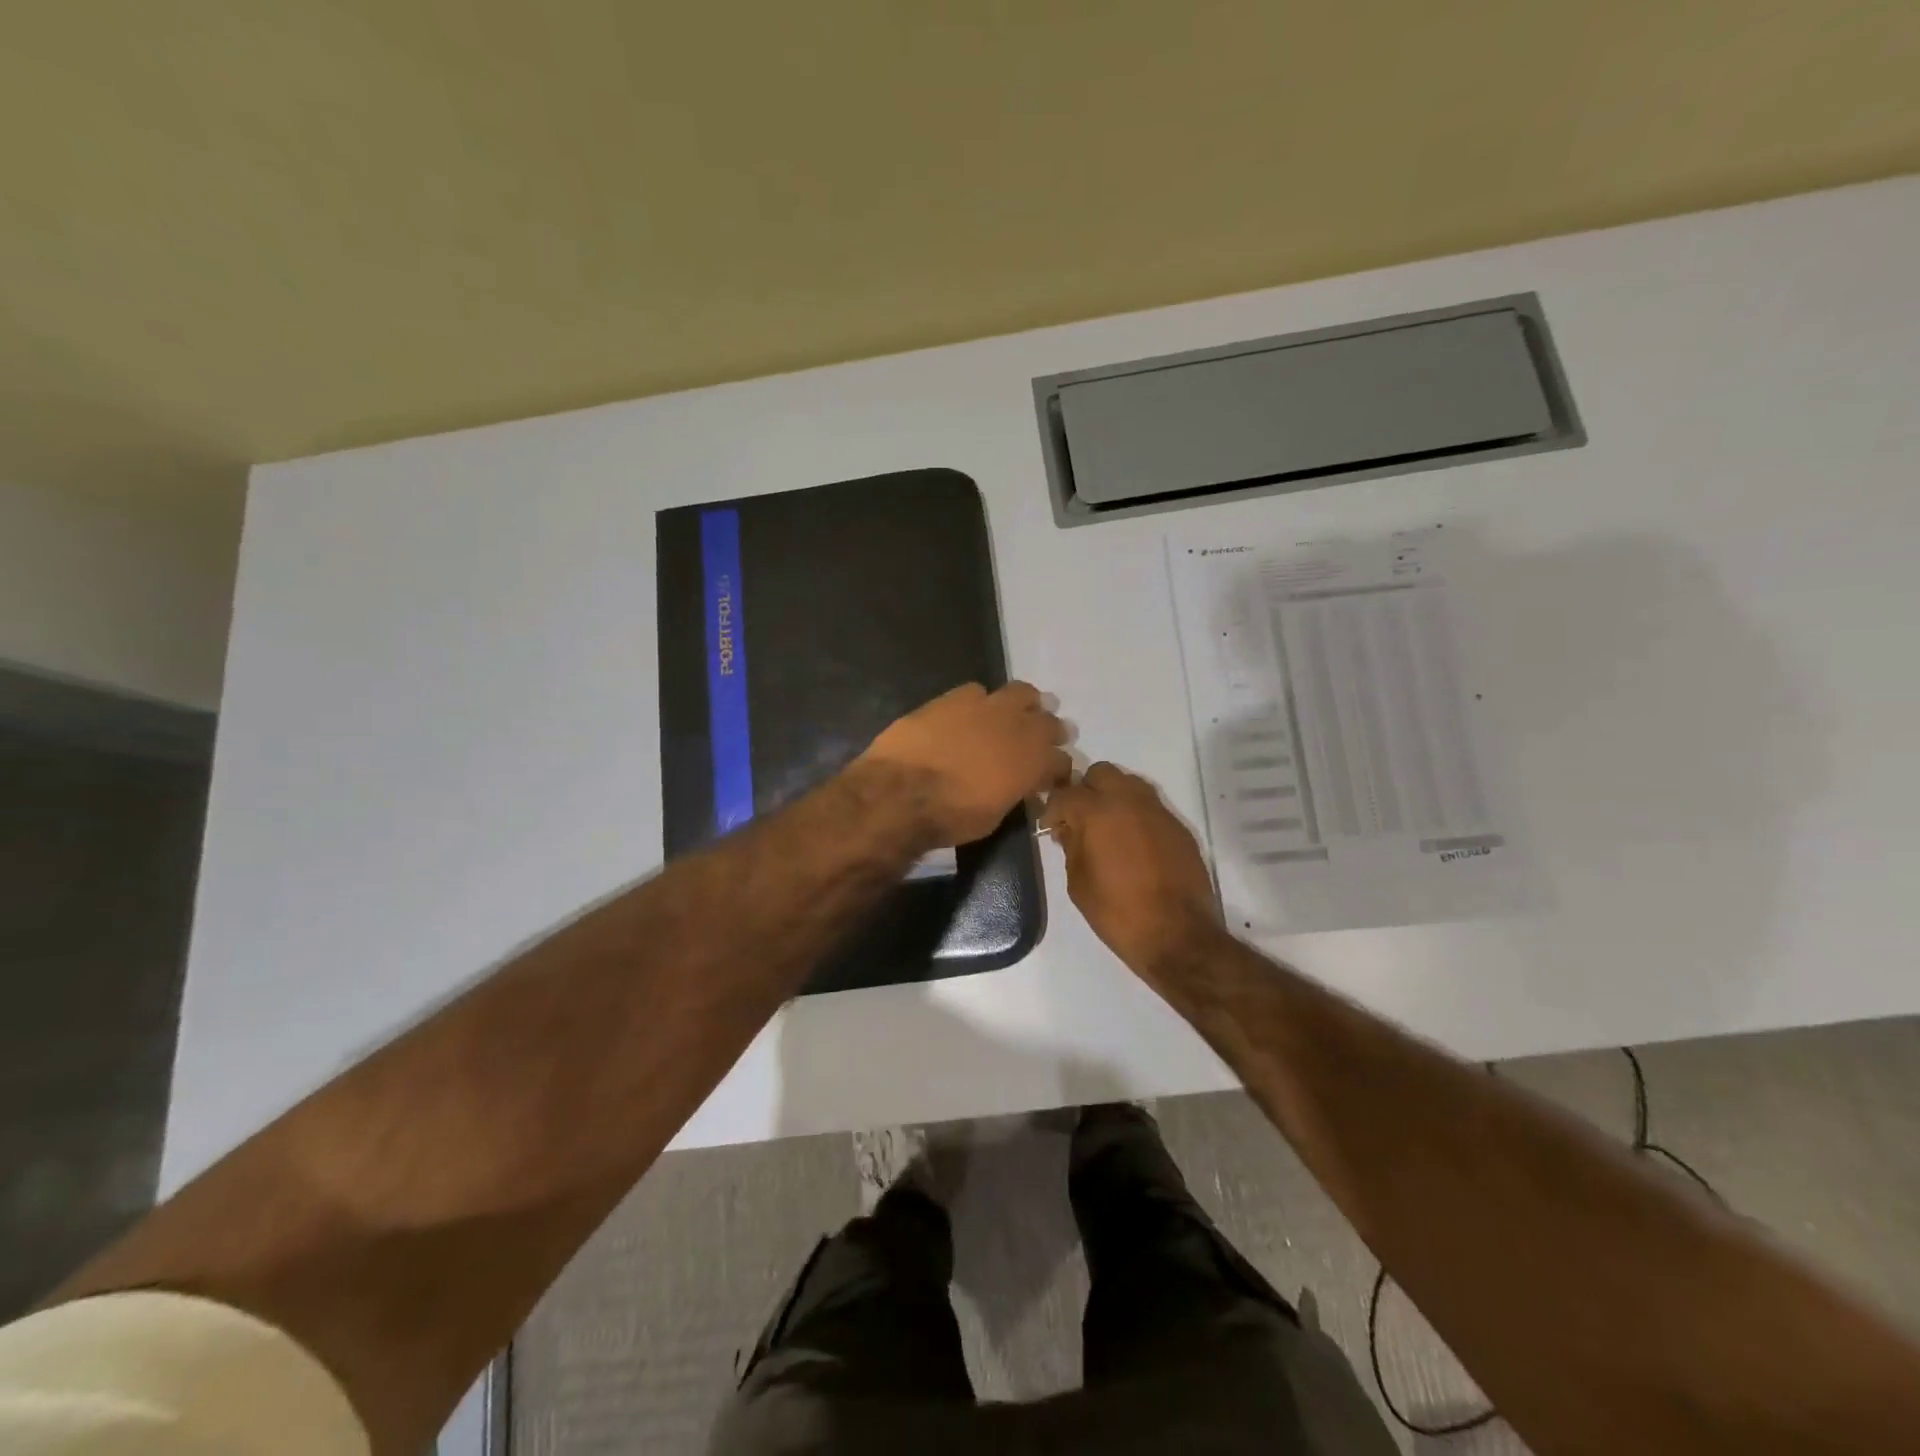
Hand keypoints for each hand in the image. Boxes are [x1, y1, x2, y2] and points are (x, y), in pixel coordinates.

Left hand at [858, 682, 1071, 846]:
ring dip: (1024, 704)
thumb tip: (1018, 787)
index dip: (1060, 770)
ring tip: (1014, 715)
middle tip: (1041, 741)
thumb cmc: (951, 817)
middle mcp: (1020, 728)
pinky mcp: (955, 696)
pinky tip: (970, 713)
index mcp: (1034, 763)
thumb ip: (1013, 793)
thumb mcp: (994, 816)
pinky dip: (980, 701)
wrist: (902, 792)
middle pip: (1050, 722)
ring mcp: (988, 706)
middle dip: (1049, 732)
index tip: (1053, 778)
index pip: (1062, 762)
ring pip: (1022, 693)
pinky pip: (978, 691)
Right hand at [1041, 762, 1222, 980]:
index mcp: (1097, 812)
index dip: (1052, 809)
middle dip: (1086, 790)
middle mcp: (1129, 800)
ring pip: (1129, 783)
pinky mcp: (1178, 826)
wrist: (1177, 934)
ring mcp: (1158, 811)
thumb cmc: (1117, 912)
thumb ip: (1071, 846)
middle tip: (1080, 819)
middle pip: (1101, 773)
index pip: (1066, 794)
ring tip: (1107, 828)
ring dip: (1113, 797)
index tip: (1050, 828)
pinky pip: (1150, 806)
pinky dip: (1136, 815)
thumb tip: (1069, 829)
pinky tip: (1133, 843)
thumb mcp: (1078, 882)